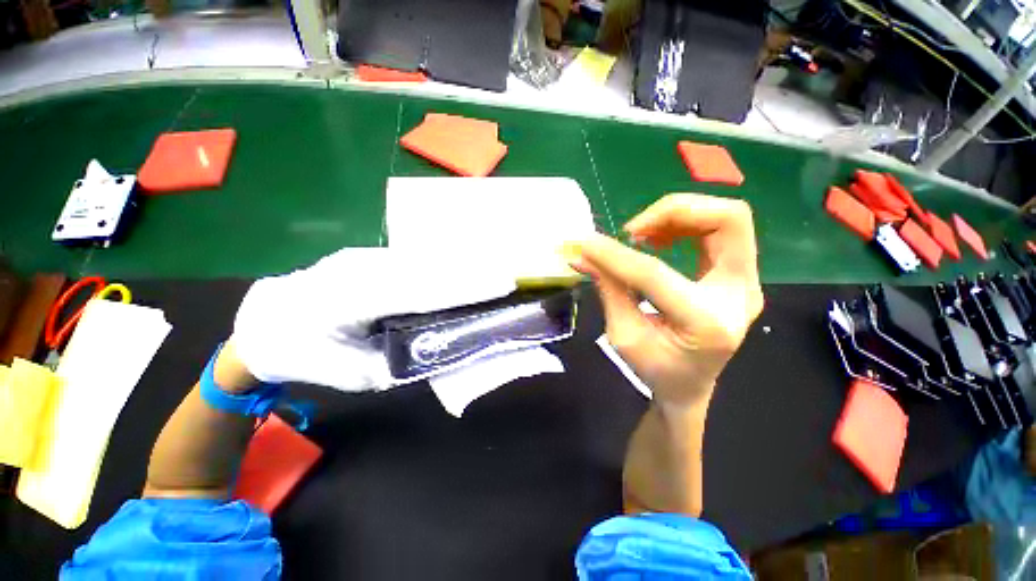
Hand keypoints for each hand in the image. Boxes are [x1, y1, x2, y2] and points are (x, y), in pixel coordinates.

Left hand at [231, 248, 515, 390]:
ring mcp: (366, 256)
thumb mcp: (359, 374)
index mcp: (353, 299)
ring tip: (495, 274)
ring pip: (426, 260)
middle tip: (510, 278)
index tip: (503, 283)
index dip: (466, 286)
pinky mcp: (372, 254)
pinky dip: (446, 267)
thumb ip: (406, 359)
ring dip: (463, 267)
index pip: (423, 289)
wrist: (268, 322)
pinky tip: (465, 271)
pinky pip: (417, 260)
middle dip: (473, 272)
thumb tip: (446, 343)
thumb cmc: (310, 356)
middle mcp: (362, 267)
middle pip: (431, 268)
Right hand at [567, 194, 763, 409]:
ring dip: (678, 215)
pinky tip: (658, 240)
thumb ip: (607, 289)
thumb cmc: (656, 369)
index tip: (586, 243)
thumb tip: (582, 255)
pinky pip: (720, 230)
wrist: (690, 384)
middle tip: (632, 231)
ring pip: (728, 217)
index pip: (655, 273)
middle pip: (728, 220)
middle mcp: (740, 296)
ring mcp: (746, 283)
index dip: (616, 255)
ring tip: (642, 235)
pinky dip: (685, 224)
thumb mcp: (623, 335)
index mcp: (706, 323)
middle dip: (673, 211)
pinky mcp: (740, 275)